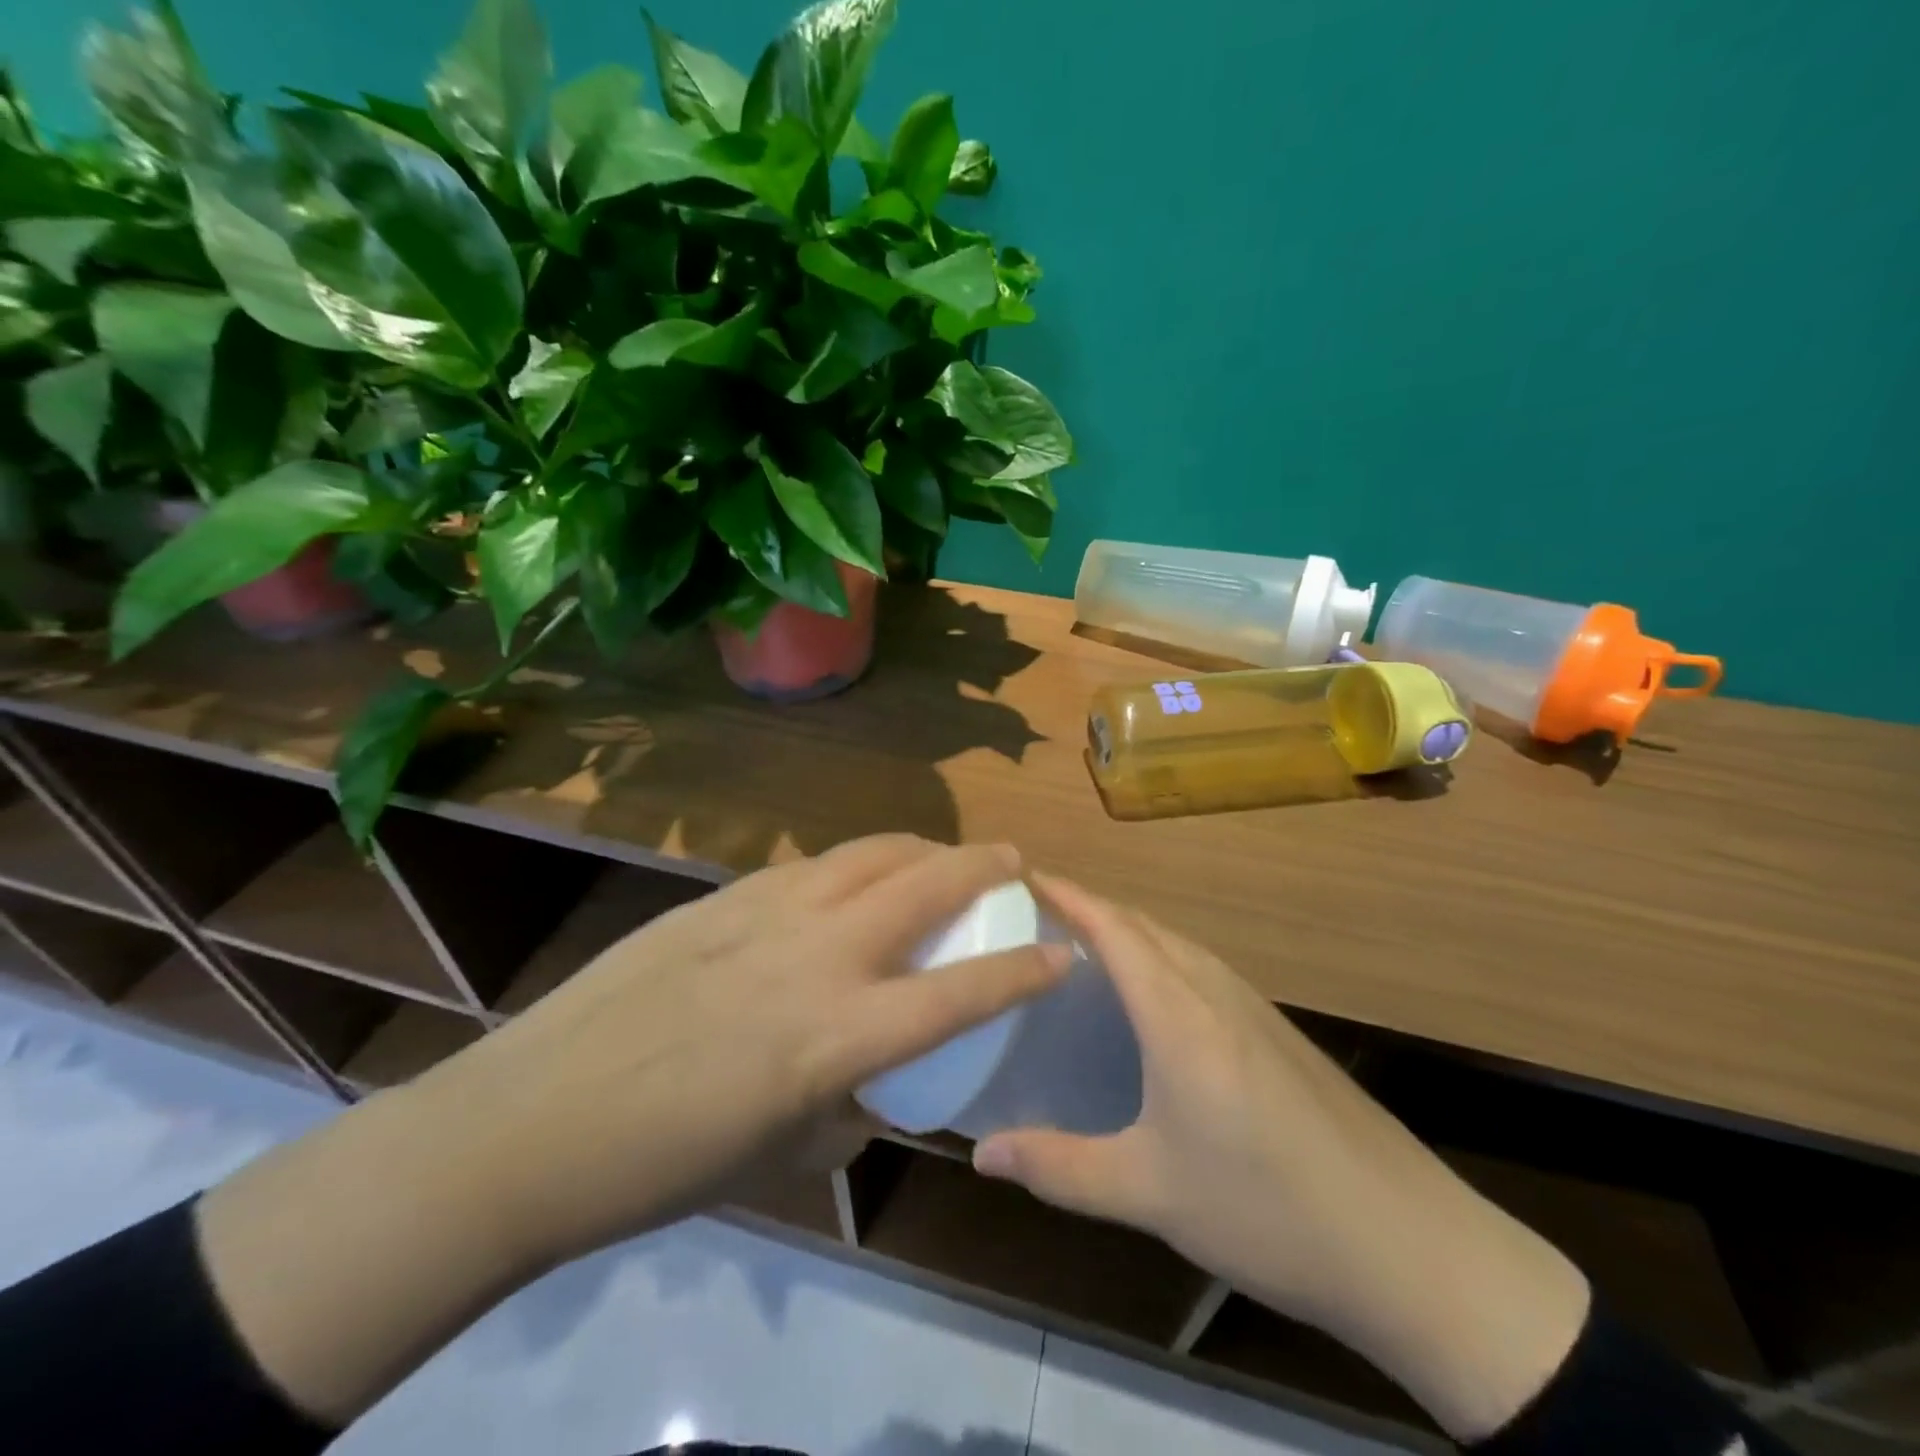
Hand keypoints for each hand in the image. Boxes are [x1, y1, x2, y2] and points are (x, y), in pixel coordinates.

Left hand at [428, 834, 1070, 1265]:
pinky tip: (853, 878)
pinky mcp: (722, 895)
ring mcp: (765, 911)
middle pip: (922, 885)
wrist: (531, 1119)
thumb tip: (880, 1083)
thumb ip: (848, 1108)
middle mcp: (815, 954)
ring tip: (942, 854)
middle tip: (1012, 862)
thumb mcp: (780, 1156)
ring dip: (920, 848)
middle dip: (982, 866)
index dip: (1022, 970)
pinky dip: (855, 862)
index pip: (959, 993)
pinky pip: (813, 865)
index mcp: (835, 1035)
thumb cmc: (662, 1164)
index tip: (1061, 952)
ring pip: (868, 853)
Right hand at [971, 875, 1589, 1442]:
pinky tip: (1150, 999)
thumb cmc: (1267, 1211)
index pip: (1113, 928)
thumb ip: (1059, 1168)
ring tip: (1081, 946)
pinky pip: (1201, 969)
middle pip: (1143, 926)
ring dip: (1127, 930)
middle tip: (1036, 914)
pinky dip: (1159, 958)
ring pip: (1176, 944)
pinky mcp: (1278, 1032)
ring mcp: (1254, 1008)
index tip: (1022, 877)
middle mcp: (1216, 992)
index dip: (1067, 895)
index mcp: (1179, 1014)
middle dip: (1089, 907)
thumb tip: (981, 1153)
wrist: (1412, 1247)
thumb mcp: (1149, 1193)